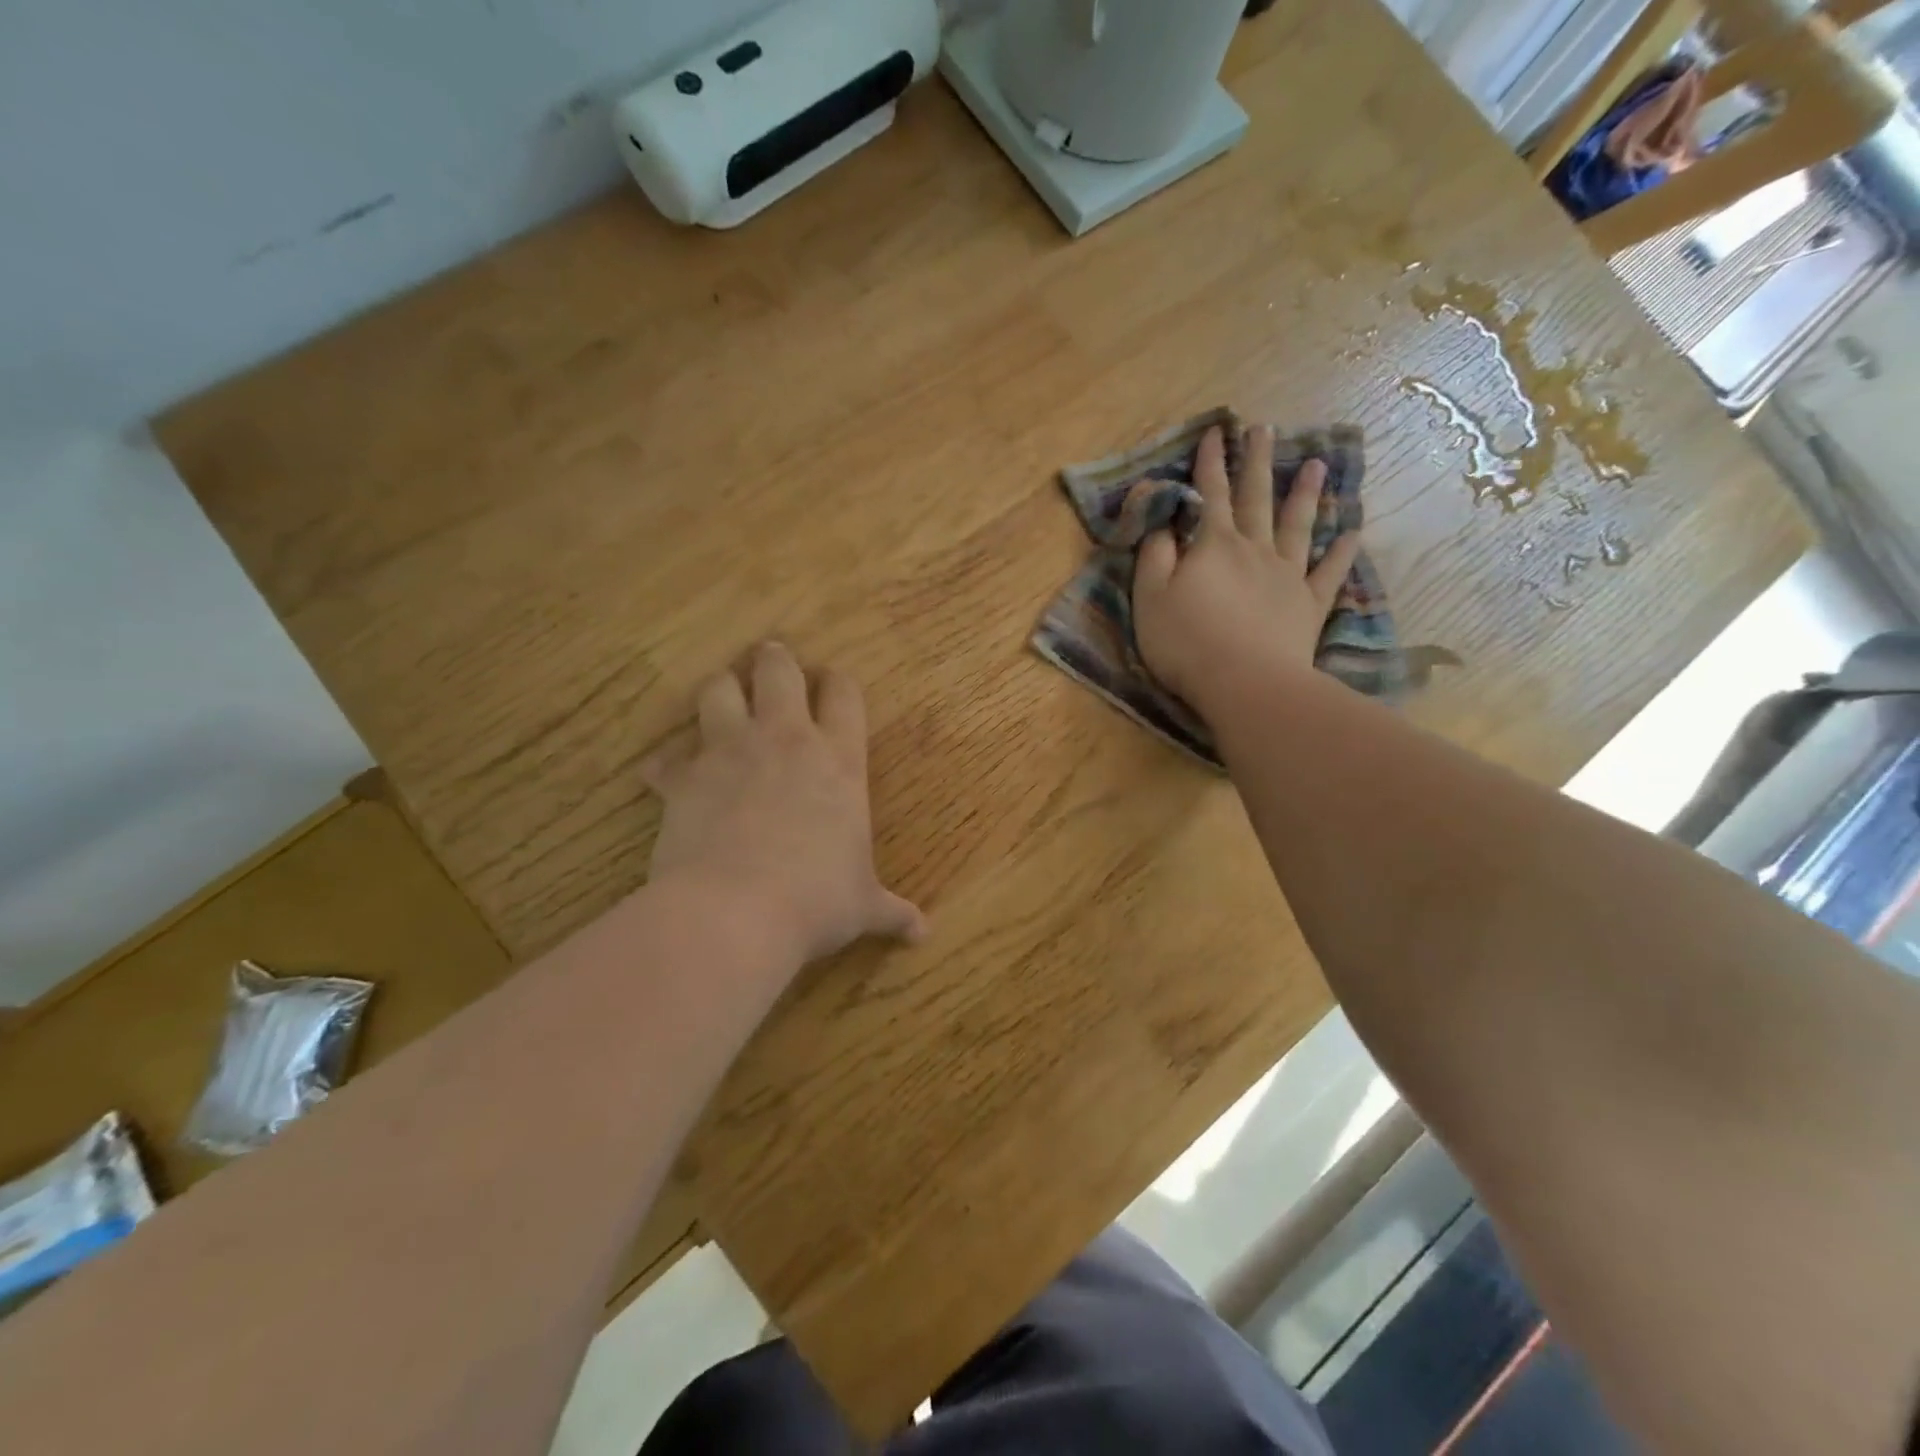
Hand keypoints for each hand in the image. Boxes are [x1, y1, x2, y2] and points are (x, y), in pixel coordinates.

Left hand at [643, 643, 926, 965]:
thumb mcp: (862, 906)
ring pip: (717, 690)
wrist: (738, 912)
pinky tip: (665, 777)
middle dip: (774, 660)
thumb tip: (923, 933)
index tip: (831, 681)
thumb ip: (892, 911)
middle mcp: (785, 741)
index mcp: (838, 760)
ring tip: (721, 700)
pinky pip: (666, 758)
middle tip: (770, 659)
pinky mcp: (683, 778)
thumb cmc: (816, 901)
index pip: (844, 695)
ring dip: (719, 691)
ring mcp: (729, 752)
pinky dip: (666, 765)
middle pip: (777, 671)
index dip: (837, 682)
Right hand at [1133, 424, 1361, 718]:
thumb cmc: (1186, 642)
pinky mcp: (1308, 605)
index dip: (1210, 462)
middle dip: (1256, 462)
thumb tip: (1162, 519)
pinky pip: (1328, 573)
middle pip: (1256, 498)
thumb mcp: (1150, 596)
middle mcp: (1254, 549)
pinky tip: (1351, 534)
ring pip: (1297, 526)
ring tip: (1315, 464)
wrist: (1245, 682)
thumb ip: (1154, 553)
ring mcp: (1286, 575)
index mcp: (1213, 545)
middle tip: (1264, 428)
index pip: (1209, 494)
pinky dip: (1340, 553)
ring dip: (1305, 494)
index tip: (1215, 431)